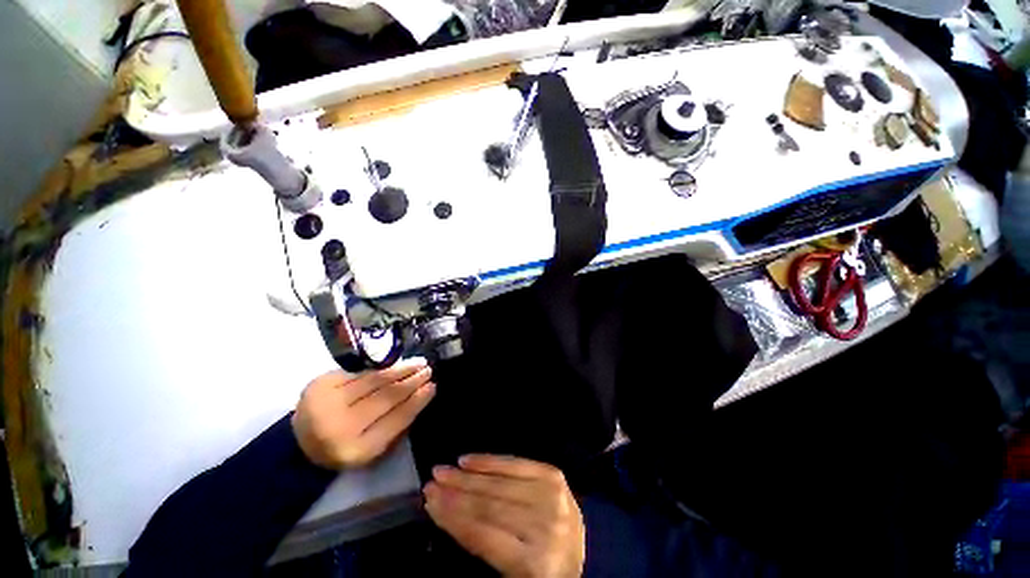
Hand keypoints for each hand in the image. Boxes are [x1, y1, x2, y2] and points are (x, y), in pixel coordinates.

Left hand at [291, 359, 434, 468]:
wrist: (299, 442)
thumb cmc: (345, 446)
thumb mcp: (374, 446)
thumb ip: (397, 424)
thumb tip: (422, 393)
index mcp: (356, 449)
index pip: (396, 419)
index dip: (417, 401)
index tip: (433, 386)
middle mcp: (339, 426)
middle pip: (386, 397)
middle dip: (411, 381)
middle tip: (428, 370)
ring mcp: (327, 402)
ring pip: (374, 380)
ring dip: (400, 369)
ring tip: (418, 363)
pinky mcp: (320, 384)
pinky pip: (361, 372)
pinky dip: (381, 367)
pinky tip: (395, 363)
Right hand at [424, 455, 584, 577]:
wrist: (580, 554)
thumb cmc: (539, 570)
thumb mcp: (509, 572)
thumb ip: (482, 544)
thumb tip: (449, 512)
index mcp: (534, 564)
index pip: (483, 535)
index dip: (453, 517)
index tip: (429, 503)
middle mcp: (545, 527)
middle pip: (491, 505)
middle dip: (456, 492)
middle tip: (431, 482)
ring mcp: (552, 497)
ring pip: (500, 483)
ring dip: (467, 476)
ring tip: (443, 471)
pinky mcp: (554, 477)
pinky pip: (516, 464)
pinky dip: (490, 461)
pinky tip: (469, 460)